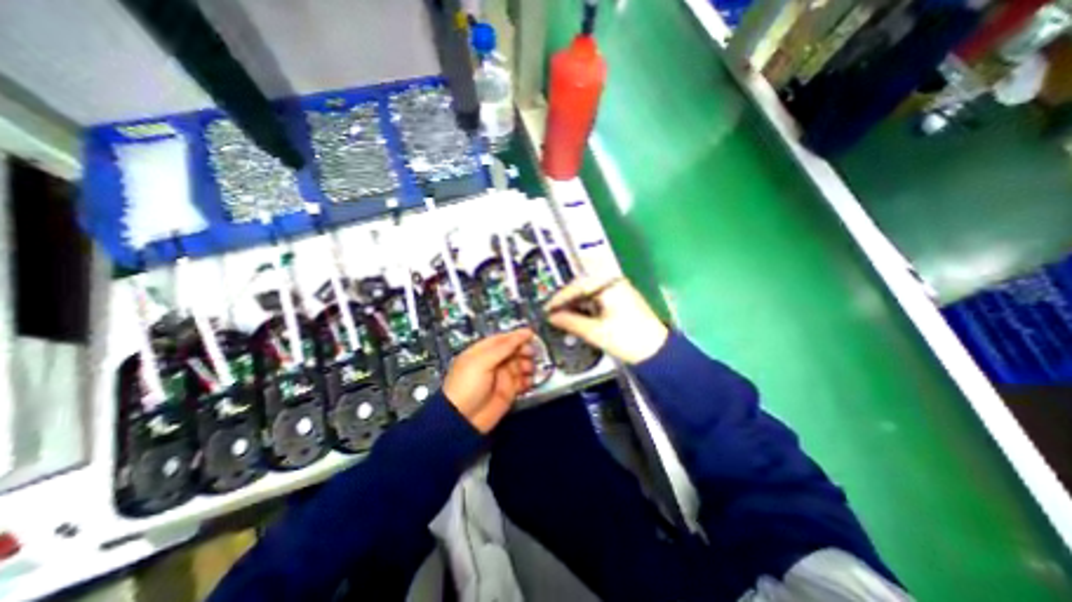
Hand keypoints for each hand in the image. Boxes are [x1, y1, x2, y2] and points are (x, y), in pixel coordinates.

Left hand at [442, 329, 532, 431]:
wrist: (463, 420)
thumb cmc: (467, 386)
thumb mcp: (482, 362)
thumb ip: (503, 347)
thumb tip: (523, 333)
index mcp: (483, 352)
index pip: (502, 339)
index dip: (516, 336)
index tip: (531, 334)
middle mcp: (493, 362)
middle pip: (513, 351)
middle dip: (524, 350)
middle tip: (531, 353)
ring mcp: (501, 377)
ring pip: (519, 365)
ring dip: (527, 365)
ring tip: (529, 368)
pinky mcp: (508, 391)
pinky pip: (522, 382)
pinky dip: (528, 380)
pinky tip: (529, 381)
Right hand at [548, 275, 666, 362]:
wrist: (657, 352)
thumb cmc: (627, 339)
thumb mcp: (594, 331)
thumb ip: (570, 322)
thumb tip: (552, 317)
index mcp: (609, 284)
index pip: (577, 286)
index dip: (560, 298)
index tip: (547, 309)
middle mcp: (614, 283)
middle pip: (583, 288)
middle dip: (567, 302)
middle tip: (553, 314)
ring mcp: (619, 291)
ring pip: (589, 294)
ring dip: (576, 306)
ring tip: (563, 318)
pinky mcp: (621, 301)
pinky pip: (597, 300)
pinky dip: (586, 309)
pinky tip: (578, 318)